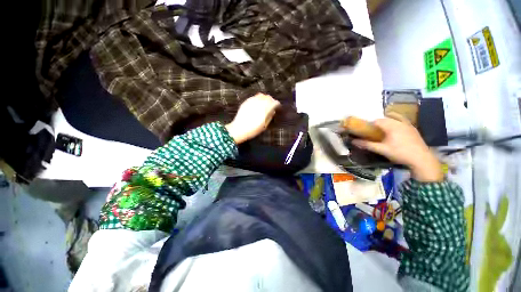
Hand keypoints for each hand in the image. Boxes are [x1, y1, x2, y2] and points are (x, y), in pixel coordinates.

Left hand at [225, 93, 280, 143]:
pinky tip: (257, 104)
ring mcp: (252, 101)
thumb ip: (270, 116)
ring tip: (264, 103)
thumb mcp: (264, 125)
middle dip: (271, 100)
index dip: (277, 104)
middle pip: (268, 97)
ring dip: (264, 98)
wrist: (239, 129)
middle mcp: (259, 103)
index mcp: (265, 109)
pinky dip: (257, 99)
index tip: (277, 107)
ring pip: (261, 95)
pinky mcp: (246, 102)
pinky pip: (254, 97)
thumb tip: (273, 111)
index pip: (274, 102)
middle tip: (271, 105)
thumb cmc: (253, 129)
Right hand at [352, 112, 442, 181]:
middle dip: (377, 122)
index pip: (377, 120)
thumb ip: (367, 144)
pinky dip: (397, 121)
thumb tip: (353, 141)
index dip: (369, 124)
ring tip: (382, 127)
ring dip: (387, 120)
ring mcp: (408, 125)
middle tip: (372, 130)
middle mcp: (400, 123)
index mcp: (391, 126)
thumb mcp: (381, 149)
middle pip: (385, 118)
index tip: (365, 129)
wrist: (422, 159)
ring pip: (395, 117)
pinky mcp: (413, 129)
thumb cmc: (400, 153)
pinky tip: (395, 128)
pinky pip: (403, 120)